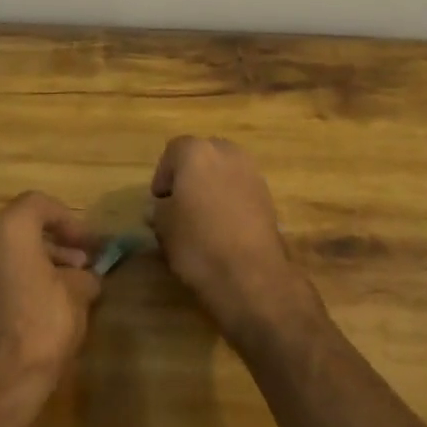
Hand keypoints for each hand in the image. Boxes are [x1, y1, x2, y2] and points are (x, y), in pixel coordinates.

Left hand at [0, 192, 102, 420]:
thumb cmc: (41, 326)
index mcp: (7, 228)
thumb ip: (83, 276)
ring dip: (35, 263)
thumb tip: (86, 277)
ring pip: (4, 253)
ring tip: (65, 288)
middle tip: (80, 265)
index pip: (39, 204)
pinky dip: (15, 281)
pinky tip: (39, 306)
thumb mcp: (77, 295)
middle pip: (20, 228)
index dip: (69, 220)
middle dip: (53, 243)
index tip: (89, 244)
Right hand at [150, 136, 318, 349]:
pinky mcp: (268, 194)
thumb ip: (159, 209)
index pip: (173, 150)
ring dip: (213, 186)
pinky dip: (231, 199)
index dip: (163, 175)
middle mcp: (227, 152)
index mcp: (196, 152)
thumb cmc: (198, 244)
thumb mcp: (164, 227)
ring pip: (224, 170)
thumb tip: (161, 207)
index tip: (160, 201)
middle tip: (180, 204)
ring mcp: (251, 172)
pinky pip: (241, 188)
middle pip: (202, 155)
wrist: (251, 275)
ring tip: (204, 217)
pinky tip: (225, 227)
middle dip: (190, 175)